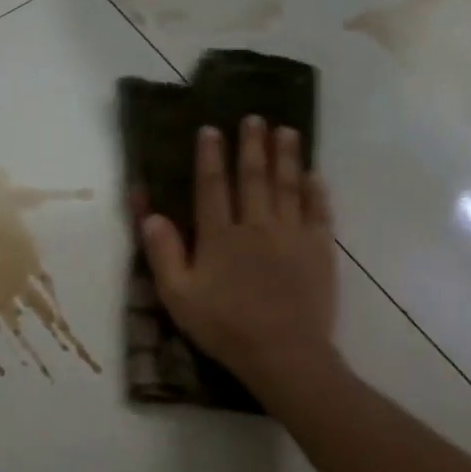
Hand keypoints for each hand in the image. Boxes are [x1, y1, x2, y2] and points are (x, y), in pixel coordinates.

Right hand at [141, 116, 338, 394]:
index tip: (211, 130)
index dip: (210, 156)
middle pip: (254, 176)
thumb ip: (163, 254)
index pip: (212, 186)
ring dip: (287, 156)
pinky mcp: (320, 249)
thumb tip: (150, 215)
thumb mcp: (179, 296)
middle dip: (252, 144)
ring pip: (288, 185)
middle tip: (254, 118)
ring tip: (287, 130)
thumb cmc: (225, 327)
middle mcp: (257, 225)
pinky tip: (315, 175)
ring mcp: (293, 234)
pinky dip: (317, 190)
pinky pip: (319, 211)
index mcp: (220, 236)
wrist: (283, 353)